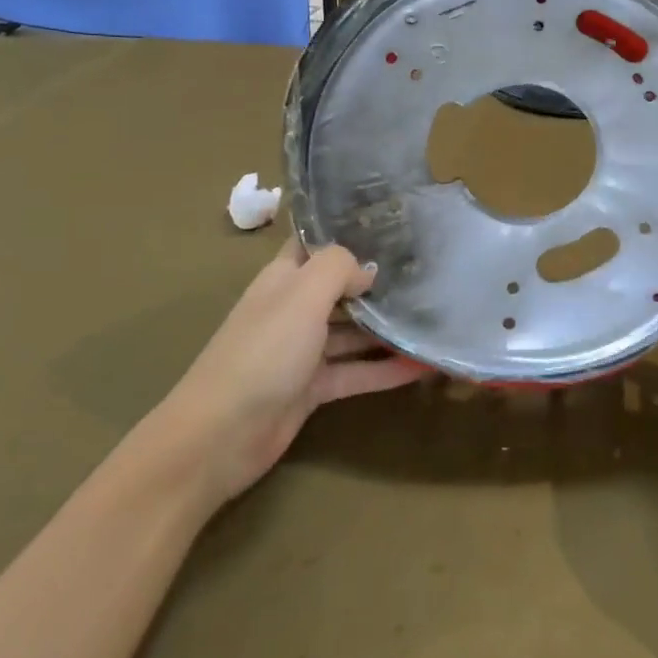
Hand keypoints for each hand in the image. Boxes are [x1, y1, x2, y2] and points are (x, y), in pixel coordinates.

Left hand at [149, 241, 423, 507]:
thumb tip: (369, 270)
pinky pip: (356, 372)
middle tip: (428, 271)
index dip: (347, 232)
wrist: (222, 434)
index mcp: (284, 279)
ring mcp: (303, 351)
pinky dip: (386, 370)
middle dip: (378, 281)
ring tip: (435, 318)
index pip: (316, 244)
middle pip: (341, 289)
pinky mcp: (313, 389)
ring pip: (353, 333)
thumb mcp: (302, 296)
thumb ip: (338, 269)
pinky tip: (423, 366)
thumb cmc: (263, 352)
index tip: (392, 223)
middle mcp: (294, 309)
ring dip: (388, 328)